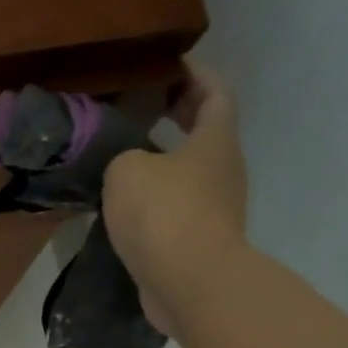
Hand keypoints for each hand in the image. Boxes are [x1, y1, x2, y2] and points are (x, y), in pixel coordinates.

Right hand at [102, 61, 248, 336]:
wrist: (190, 282)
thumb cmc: (164, 213)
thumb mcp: (127, 170)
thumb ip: (124, 156)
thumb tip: (129, 166)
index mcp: (214, 141)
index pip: (216, 94)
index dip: (196, 75)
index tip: (172, 65)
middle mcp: (223, 171)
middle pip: (207, 133)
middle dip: (180, 116)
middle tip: (146, 106)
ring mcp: (216, 209)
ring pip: (192, 172)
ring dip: (166, 161)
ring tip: (127, 157)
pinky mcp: (200, 242)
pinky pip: (178, 207)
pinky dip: (158, 198)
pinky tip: (127, 205)